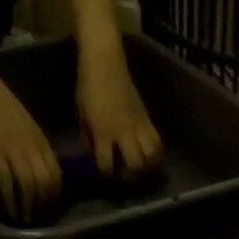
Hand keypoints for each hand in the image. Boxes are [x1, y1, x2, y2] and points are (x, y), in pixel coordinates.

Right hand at [0, 65, 61, 222]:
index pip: (56, 174)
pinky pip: (6, 179)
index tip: (50, 208)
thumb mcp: (28, 126)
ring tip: (24, 219)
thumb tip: (42, 168)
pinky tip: (8, 208)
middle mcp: (32, 147)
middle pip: (45, 182)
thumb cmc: (3, 106)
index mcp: (42, 142)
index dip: (55, 194)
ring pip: (28, 184)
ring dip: (27, 205)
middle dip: (43, 204)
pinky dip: (9, 197)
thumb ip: (37, 146)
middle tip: (38, 219)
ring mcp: (14, 149)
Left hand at [76, 43, 162, 180]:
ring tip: (143, 168)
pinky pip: (157, 140)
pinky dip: (155, 152)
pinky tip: (150, 154)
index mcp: (103, 132)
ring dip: (149, 165)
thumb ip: (90, 138)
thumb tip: (95, 154)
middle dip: (133, 175)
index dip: (106, 174)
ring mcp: (139, 125)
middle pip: (137, 163)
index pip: (107, 164)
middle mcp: (124, 132)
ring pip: (153, 154)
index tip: (105, 175)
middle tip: (128, 176)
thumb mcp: (82, 116)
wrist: (105, 62)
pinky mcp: (148, 117)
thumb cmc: (87, 87)